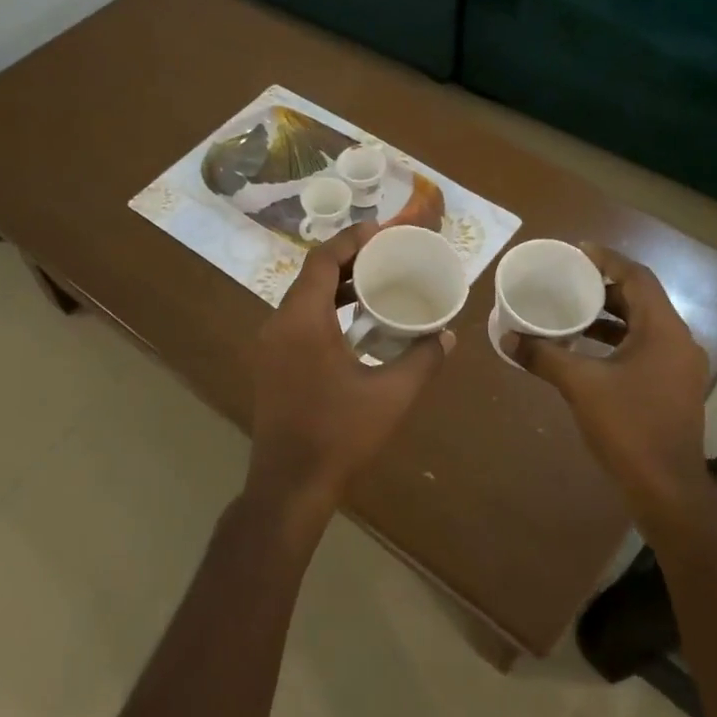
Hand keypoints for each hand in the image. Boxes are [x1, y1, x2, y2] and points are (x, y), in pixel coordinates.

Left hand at [244, 223, 453, 522]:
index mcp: (303, 320)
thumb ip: (422, 359)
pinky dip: (325, 311)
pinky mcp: (271, 365)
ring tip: (376, 283)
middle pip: (311, 275)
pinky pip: (297, 321)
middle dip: (348, 260)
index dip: (351, 239)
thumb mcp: (392, 395)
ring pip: (303, 299)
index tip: (381, 230)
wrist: (290, 485)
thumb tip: (446, 335)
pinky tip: (355, 325)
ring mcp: (269, 346)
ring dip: (336, 287)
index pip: (322, 260)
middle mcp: (278, 324)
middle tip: (386, 255)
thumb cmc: (340, 435)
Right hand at [503, 244, 709, 523]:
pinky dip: (616, 341)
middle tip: (568, 281)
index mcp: (664, 330)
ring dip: (609, 316)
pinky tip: (586, 351)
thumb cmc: (628, 428)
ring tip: (571, 312)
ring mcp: (679, 367)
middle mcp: (678, 341)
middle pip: (641, 299)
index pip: (638, 277)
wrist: (667, 489)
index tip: (576, 252)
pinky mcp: (673, 387)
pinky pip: (644, 348)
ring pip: (643, 326)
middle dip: (604, 288)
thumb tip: (507, 337)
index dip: (607, 260)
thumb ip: (544, 356)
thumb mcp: (581, 386)